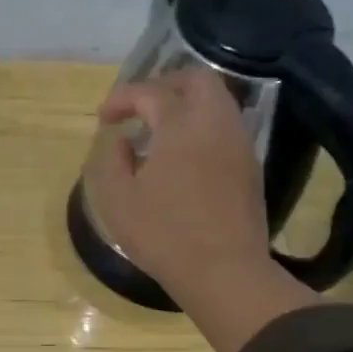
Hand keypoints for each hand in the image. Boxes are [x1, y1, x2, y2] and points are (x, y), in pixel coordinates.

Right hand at [84, 67, 319, 351]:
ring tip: (158, 130)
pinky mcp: (249, 166)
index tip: (103, 118)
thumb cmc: (164, 235)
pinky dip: (201, 125)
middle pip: (196, 80)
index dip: (121, 98)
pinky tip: (182, 154)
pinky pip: (225, 127)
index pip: (150, 93)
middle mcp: (215, 123)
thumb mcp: (117, 200)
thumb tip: (122, 141)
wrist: (224, 272)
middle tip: (139, 106)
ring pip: (216, 101)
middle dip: (163, 84)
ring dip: (185, 104)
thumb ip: (111, 160)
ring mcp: (239, 144)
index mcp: (181, 125)